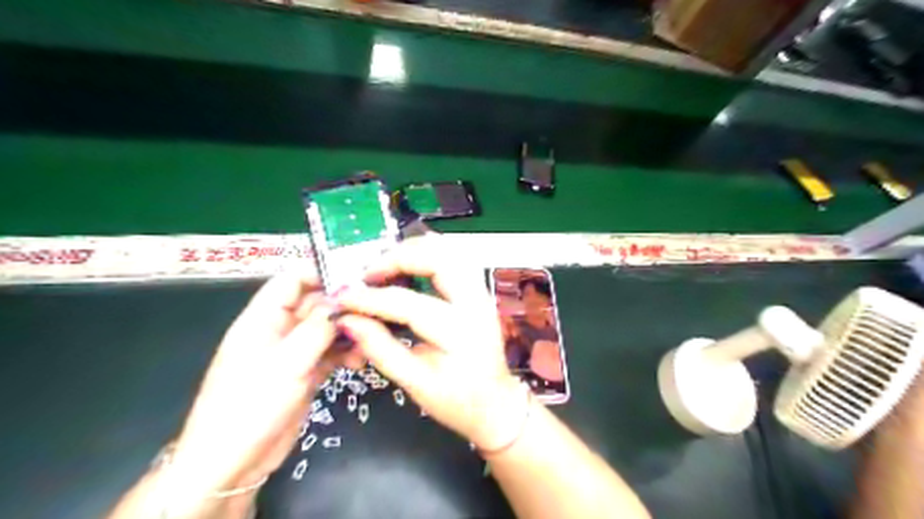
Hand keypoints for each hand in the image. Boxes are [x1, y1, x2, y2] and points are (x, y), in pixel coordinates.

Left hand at [168, 272, 364, 493]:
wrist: (232, 463)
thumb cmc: (251, 404)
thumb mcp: (287, 362)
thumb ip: (318, 328)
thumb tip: (344, 301)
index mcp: (263, 319)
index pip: (291, 281)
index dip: (321, 274)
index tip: (357, 278)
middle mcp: (278, 330)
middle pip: (314, 305)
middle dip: (342, 306)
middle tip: (375, 311)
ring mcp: (292, 353)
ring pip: (326, 330)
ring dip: (348, 332)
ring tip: (371, 339)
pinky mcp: (304, 373)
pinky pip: (329, 354)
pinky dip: (345, 354)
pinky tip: (360, 361)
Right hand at [339, 234, 525, 449]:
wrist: (495, 403)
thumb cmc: (456, 400)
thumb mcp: (414, 383)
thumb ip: (380, 349)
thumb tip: (347, 320)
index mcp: (458, 333)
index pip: (407, 304)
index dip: (370, 298)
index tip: (342, 297)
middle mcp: (475, 304)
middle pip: (437, 259)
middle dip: (397, 258)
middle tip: (367, 274)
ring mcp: (481, 293)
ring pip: (449, 251)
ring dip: (413, 251)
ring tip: (384, 267)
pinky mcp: (479, 290)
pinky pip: (454, 258)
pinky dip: (428, 254)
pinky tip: (408, 264)